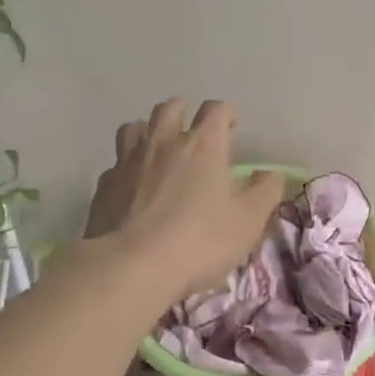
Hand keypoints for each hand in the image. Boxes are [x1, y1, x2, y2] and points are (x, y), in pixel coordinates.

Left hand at [85, 99, 284, 300]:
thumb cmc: (199, 241)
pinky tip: (132, 185)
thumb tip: (270, 175)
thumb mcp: (249, 221)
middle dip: (183, 112)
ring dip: (148, 131)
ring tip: (157, 147)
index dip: (225, 114)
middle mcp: (163, 143)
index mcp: (203, 145)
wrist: (131, 267)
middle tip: (192, 129)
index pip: (215, 110)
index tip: (231, 126)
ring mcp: (128, 162)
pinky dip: (126, 167)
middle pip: (170, 108)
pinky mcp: (104, 186)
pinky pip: (115, 164)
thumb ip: (265, 192)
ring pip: (134, 127)